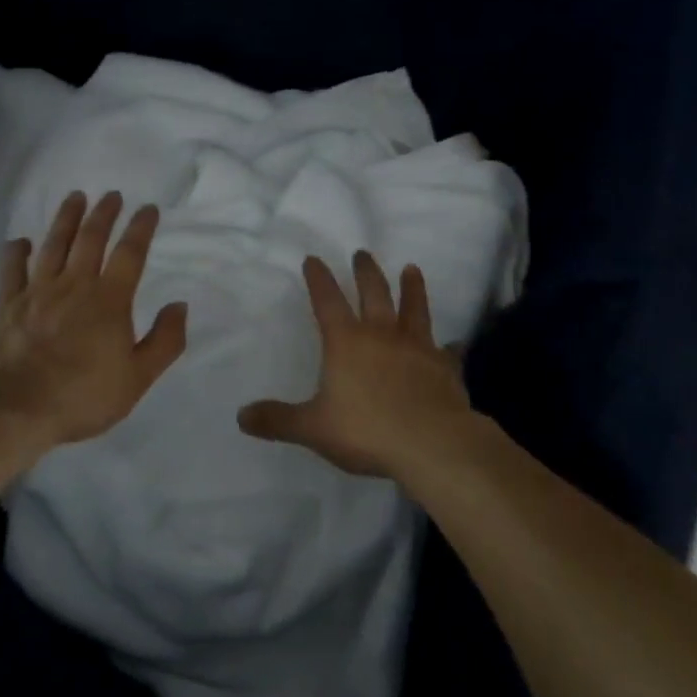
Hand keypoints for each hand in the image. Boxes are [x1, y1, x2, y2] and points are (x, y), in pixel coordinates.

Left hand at [0, 190, 188, 447]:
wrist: (17, 407)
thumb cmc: (83, 395)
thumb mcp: (138, 377)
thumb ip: (164, 340)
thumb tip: (179, 306)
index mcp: (110, 300)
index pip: (130, 254)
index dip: (141, 228)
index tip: (148, 208)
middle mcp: (75, 285)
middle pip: (91, 239)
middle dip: (104, 214)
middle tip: (112, 195)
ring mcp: (37, 291)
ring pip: (54, 244)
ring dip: (66, 219)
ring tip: (75, 197)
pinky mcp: (7, 304)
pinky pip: (11, 269)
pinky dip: (16, 252)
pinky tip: (20, 241)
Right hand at [238, 251, 471, 477]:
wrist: (432, 444)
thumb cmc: (367, 430)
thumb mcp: (313, 428)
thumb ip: (278, 420)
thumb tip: (242, 416)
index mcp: (347, 342)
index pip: (327, 301)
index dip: (319, 279)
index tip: (314, 258)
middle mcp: (382, 335)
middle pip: (374, 293)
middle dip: (366, 271)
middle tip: (363, 252)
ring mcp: (418, 348)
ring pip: (414, 309)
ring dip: (412, 288)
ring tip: (412, 269)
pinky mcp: (445, 367)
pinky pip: (448, 352)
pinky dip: (450, 347)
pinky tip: (455, 343)